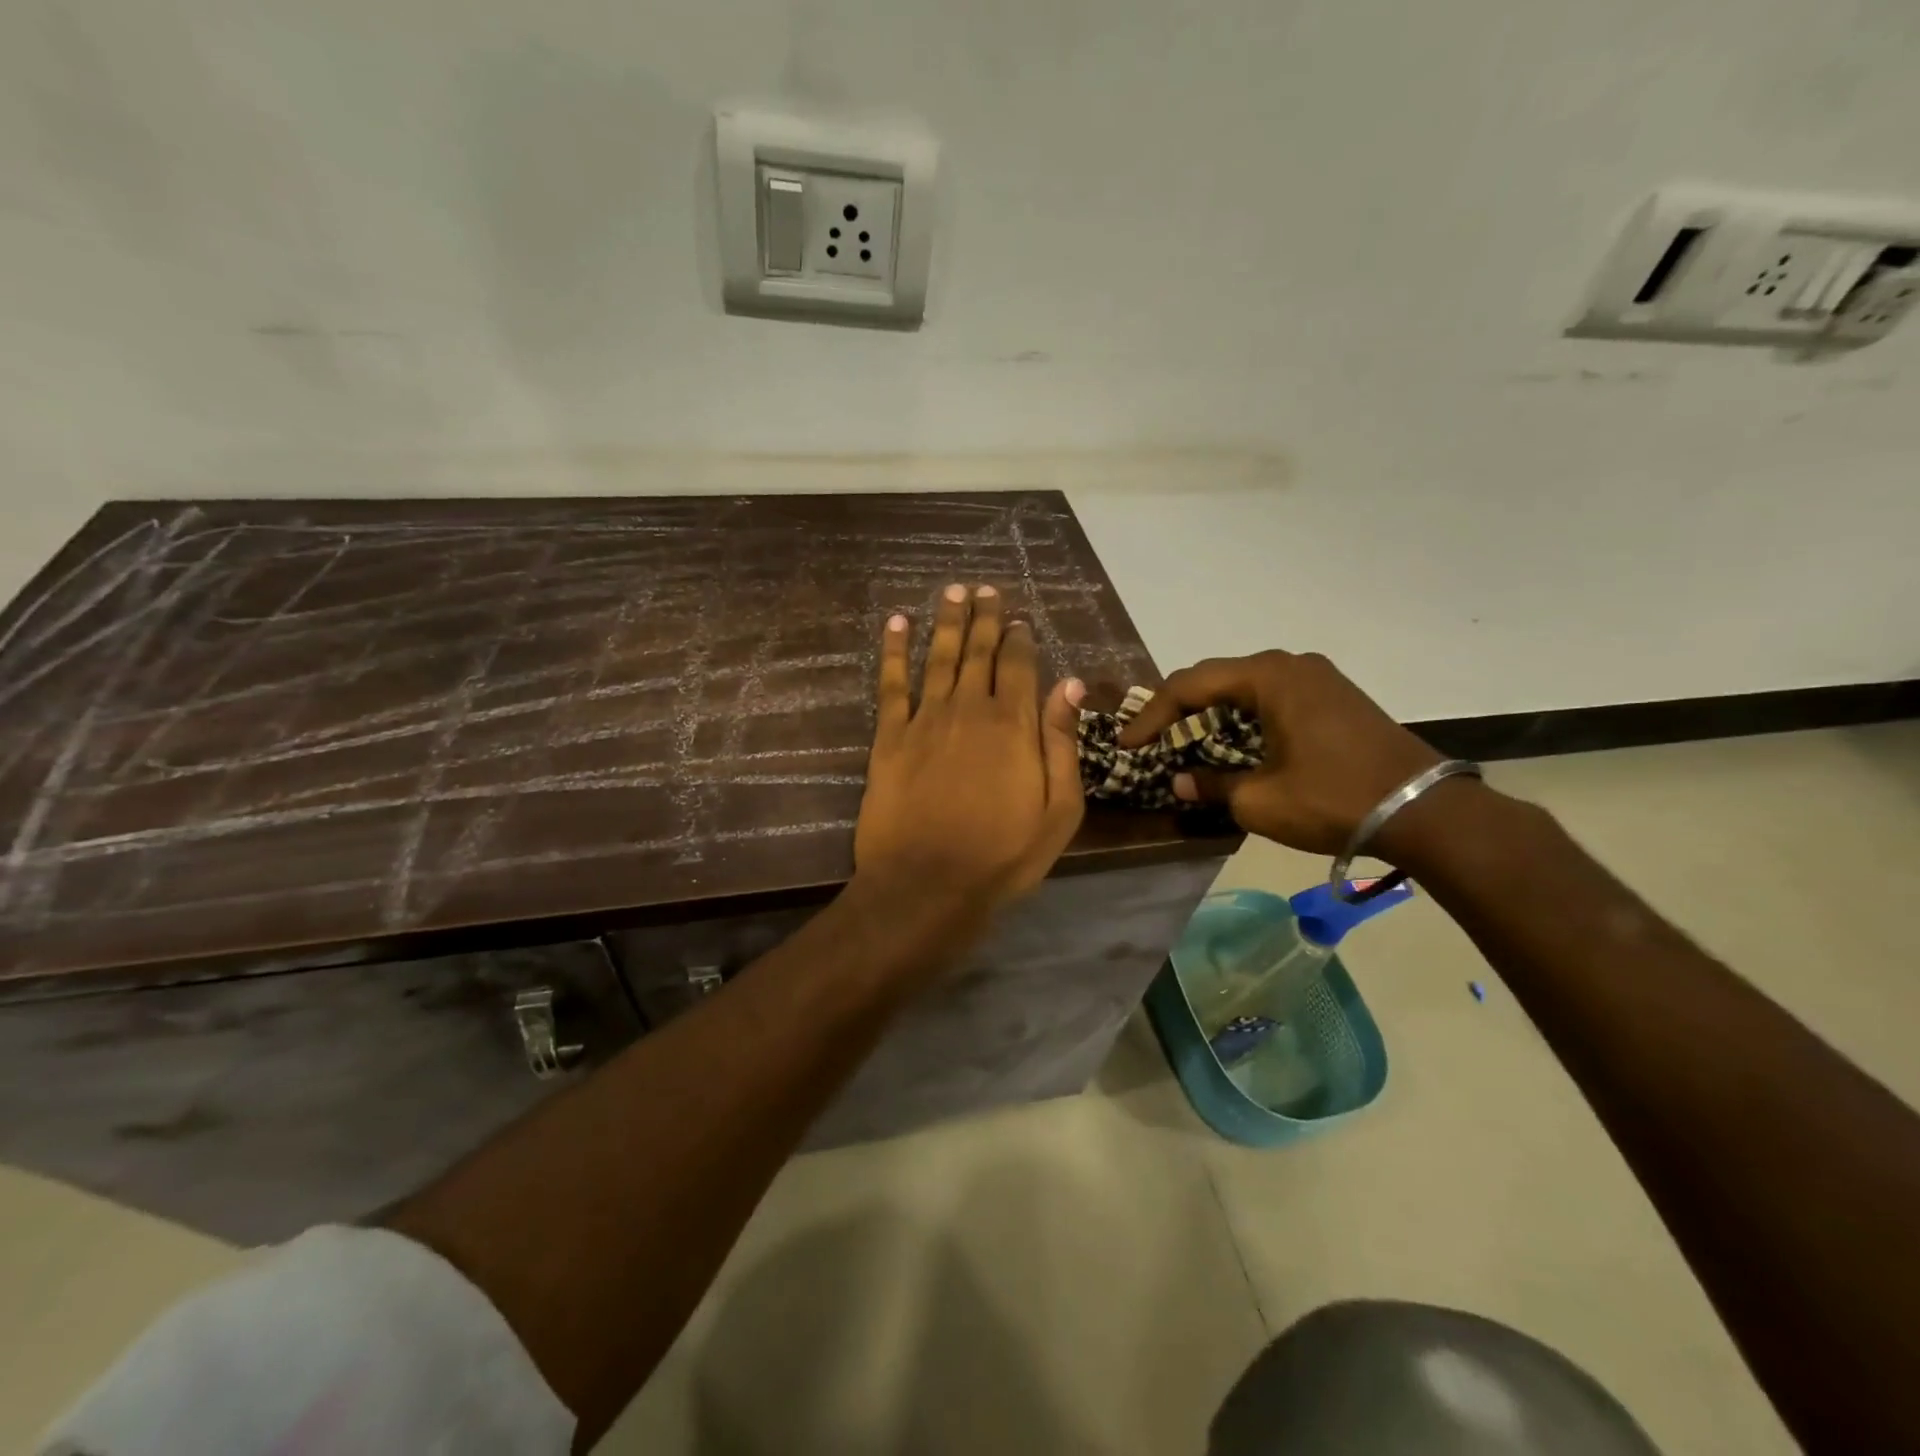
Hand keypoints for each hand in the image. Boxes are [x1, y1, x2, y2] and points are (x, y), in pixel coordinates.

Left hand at [855, 584, 1086, 910]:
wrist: (927, 884)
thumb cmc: (1002, 855)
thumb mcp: (1058, 810)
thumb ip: (1062, 743)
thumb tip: (1070, 685)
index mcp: (1014, 724)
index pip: (1020, 666)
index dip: (1019, 638)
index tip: (1019, 618)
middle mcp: (970, 709)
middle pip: (979, 652)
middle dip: (984, 618)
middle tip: (984, 589)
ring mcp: (926, 720)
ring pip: (939, 657)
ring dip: (946, 621)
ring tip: (952, 591)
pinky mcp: (889, 737)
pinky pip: (891, 684)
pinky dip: (893, 650)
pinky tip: (896, 623)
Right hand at [1117, 650, 1441, 854]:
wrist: (1424, 811)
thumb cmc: (1332, 798)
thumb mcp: (1259, 800)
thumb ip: (1209, 785)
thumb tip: (1178, 781)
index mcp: (1268, 677)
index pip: (1189, 685)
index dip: (1152, 715)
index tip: (1129, 745)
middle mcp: (1290, 665)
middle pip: (1215, 680)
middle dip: (1178, 711)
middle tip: (1151, 741)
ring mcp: (1317, 678)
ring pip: (1244, 688)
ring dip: (1211, 715)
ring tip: (1185, 744)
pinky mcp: (1334, 697)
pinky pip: (1272, 698)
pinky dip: (1243, 719)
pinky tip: (1233, 745)